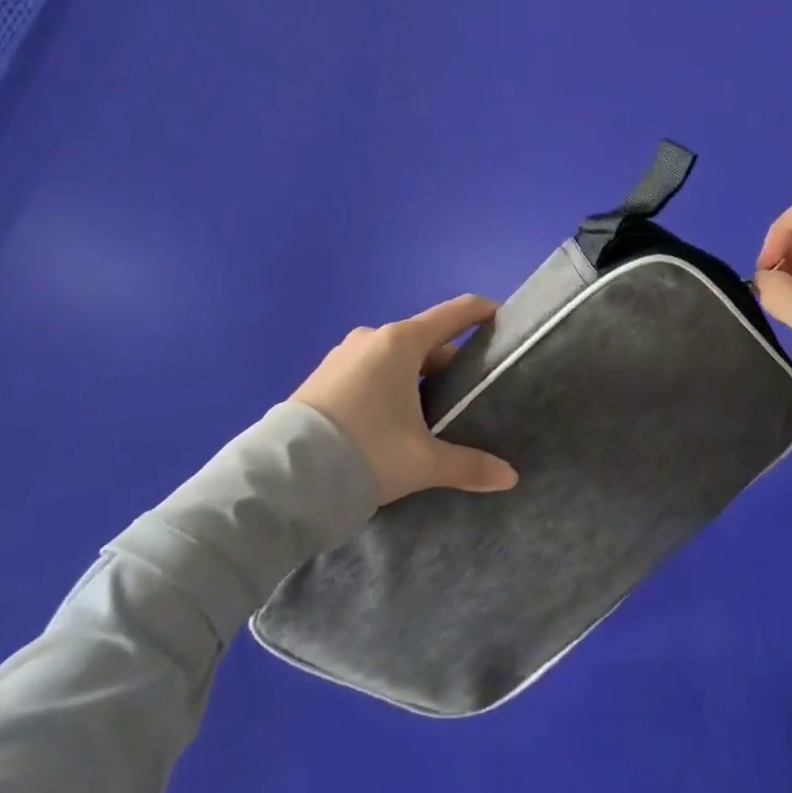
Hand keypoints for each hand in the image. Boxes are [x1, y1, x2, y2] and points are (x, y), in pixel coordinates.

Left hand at [291, 294, 519, 505]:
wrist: (281, 481)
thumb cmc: (365, 452)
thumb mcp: (422, 462)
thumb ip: (469, 465)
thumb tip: (510, 477)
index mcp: (401, 342)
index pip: (455, 313)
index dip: (483, 312)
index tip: (504, 319)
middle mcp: (372, 338)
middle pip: (426, 340)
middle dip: (451, 362)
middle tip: (471, 391)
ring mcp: (342, 356)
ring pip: (395, 358)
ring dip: (417, 377)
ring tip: (433, 412)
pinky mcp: (321, 378)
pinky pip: (369, 371)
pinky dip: (389, 385)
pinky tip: (392, 420)